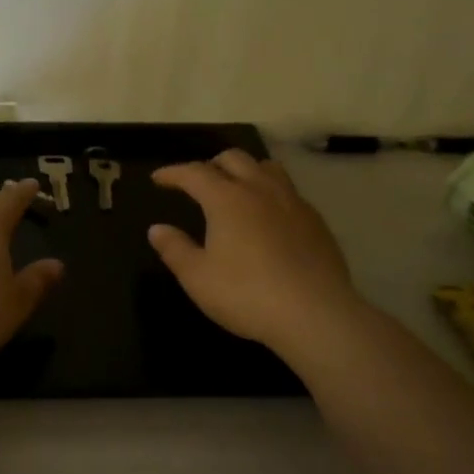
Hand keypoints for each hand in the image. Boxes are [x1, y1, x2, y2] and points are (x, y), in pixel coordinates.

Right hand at [147, 149, 361, 352]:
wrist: (315, 314)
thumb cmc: (246, 294)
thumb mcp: (197, 277)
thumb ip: (174, 249)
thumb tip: (157, 229)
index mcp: (226, 199)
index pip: (194, 172)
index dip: (173, 173)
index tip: (158, 178)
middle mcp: (260, 190)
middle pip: (234, 158)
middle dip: (210, 164)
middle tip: (196, 181)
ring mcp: (293, 202)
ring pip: (266, 168)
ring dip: (245, 170)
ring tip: (235, 188)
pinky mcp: (316, 221)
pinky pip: (288, 191)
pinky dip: (269, 192)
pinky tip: (268, 216)